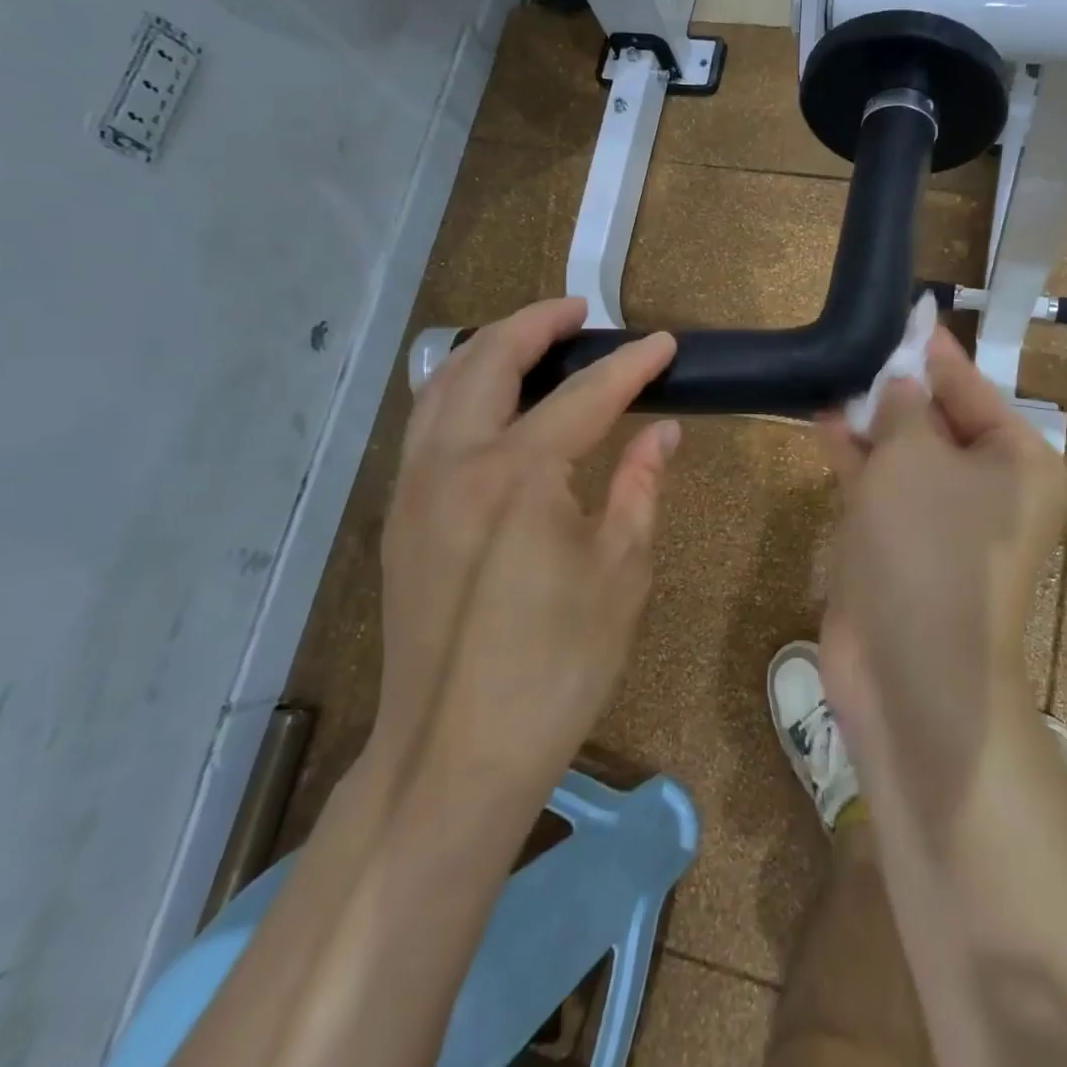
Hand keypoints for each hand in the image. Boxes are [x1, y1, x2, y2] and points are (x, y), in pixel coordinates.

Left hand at [369, 298, 680, 804]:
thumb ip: (640, 488)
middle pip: (490, 361)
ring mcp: (416, 486)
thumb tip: (663, 434)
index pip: (585, 397)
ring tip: (534, 339)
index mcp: (520, 477)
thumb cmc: (556, 667)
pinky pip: (427, 422)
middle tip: (580, 312)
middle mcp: (456, 463)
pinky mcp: (401, 515)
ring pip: (444, 384)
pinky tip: (491, 401)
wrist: (454, 754)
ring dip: (490, 348)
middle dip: (536, 324)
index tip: (665, 343)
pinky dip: (460, 388)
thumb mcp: (620, 574)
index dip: (631, 366)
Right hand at [816, 329, 1066, 817]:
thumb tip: (901, 382)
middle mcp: (988, 489)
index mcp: (1017, 463)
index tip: (909, 316)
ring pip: (906, 453)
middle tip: (860, 341)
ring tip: (835, 373)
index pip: (974, 389)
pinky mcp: (902, 546)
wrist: (910, 670)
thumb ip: (904, 408)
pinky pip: (881, 486)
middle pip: (940, 420)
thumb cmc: (927, 546)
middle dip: (899, 385)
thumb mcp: (914, 457)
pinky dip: (856, 455)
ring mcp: (942, 521)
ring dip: (873, 418)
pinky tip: (825, 418)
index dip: (936, 353)